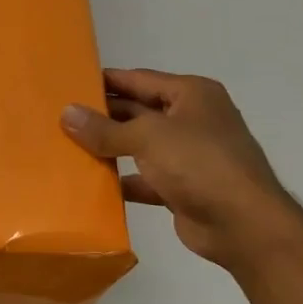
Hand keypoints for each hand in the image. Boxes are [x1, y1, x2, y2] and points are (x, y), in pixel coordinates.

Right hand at [61, 68, 302, 269]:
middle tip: (60, 119)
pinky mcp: (181, 187)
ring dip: (109, 149)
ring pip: (139, 147)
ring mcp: (188, 155)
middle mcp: (191, 120)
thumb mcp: (147, 137)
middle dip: (103, 117)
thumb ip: (104, 128)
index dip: (106, 81)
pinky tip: (91, 186)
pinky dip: (121, 182)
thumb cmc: (199, 164)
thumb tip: (66, 113)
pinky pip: (144, 179)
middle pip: (138, 112)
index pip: (139, 79)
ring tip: (68, 149)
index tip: (69, 84)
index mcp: (191, 95)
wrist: (242, 224)